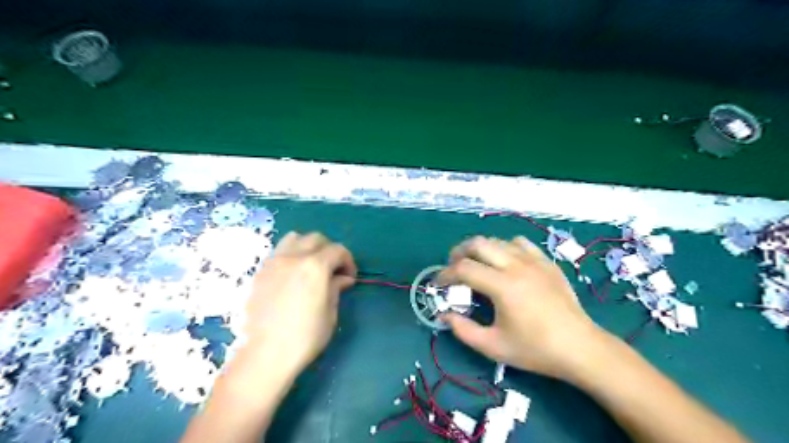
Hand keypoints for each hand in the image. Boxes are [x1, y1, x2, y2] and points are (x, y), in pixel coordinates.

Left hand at [241, 233, 357, 375]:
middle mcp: (294, 257)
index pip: (338, 250)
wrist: (267, 353)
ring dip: (307, 247)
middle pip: (316, 239)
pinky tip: (292, 275)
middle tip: (333, 270)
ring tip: (310, 265)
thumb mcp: (330, 312)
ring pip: (294, 238)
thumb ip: (336, 287)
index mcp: (315, 266)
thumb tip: (343, 278)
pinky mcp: (261, 273)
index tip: (350, 277)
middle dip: (329, 250)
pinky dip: (290, 255)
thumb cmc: (306, 335)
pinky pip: (278, 253)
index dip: (348, 261)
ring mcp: (274, 262)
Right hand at [437, 236, 604, 379]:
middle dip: (458, 252)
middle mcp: (516, 265)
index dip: (445, 274)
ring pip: (497, 241)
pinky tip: (505, 262)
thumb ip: (463, 330)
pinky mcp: (546, 262)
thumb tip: (444, 315)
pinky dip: (505, 248)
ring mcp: (533, 260)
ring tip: (476, 264)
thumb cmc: (535, 349)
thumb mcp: (493, 346)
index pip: (464, 268)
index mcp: (502, 286)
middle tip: (453, 267)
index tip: (438, 284)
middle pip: (478, 243)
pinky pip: (520, 243)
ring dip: (480, 250)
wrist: (580, 347)